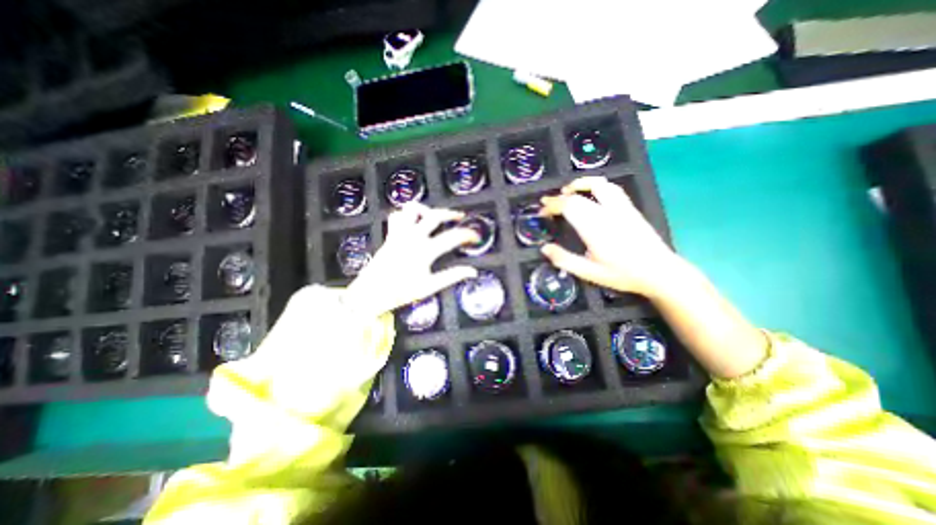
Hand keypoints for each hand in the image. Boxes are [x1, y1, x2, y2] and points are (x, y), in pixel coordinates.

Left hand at [344, 201, 477, 314]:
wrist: (370, 293)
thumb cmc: (401, 291)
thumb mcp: (429, 287)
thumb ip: (452, 276)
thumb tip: (472, 272)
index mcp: (424, 250)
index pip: (452, 237)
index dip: (467, 235)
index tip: (476, 237)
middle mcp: (412, 237)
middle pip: (434, 215)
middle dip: (450, 213)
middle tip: (460, 217)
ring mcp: (399, 234)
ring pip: (411, 209)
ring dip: (425, 209)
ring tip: (434, 215)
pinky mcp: (390, 235)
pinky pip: (397, 217)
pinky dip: (406, 215)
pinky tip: (413, 222)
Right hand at [543, 177, 681, 297]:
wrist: (660, 272)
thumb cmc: (622, 274)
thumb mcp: (590, 273)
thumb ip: (565, 260)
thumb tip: (545, 248)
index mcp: (595, 228)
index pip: (568, 206)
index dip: (552, 205)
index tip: (542, 211)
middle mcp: (607, 213)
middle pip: (578, 196)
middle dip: (559, 197)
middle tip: (547, 203)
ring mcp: (621, 208)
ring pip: (598, 185)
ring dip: (579, 184)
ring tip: (567, 191)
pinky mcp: (630, 208)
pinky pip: (611, 188)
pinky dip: (595, 186)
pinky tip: (591, 194)